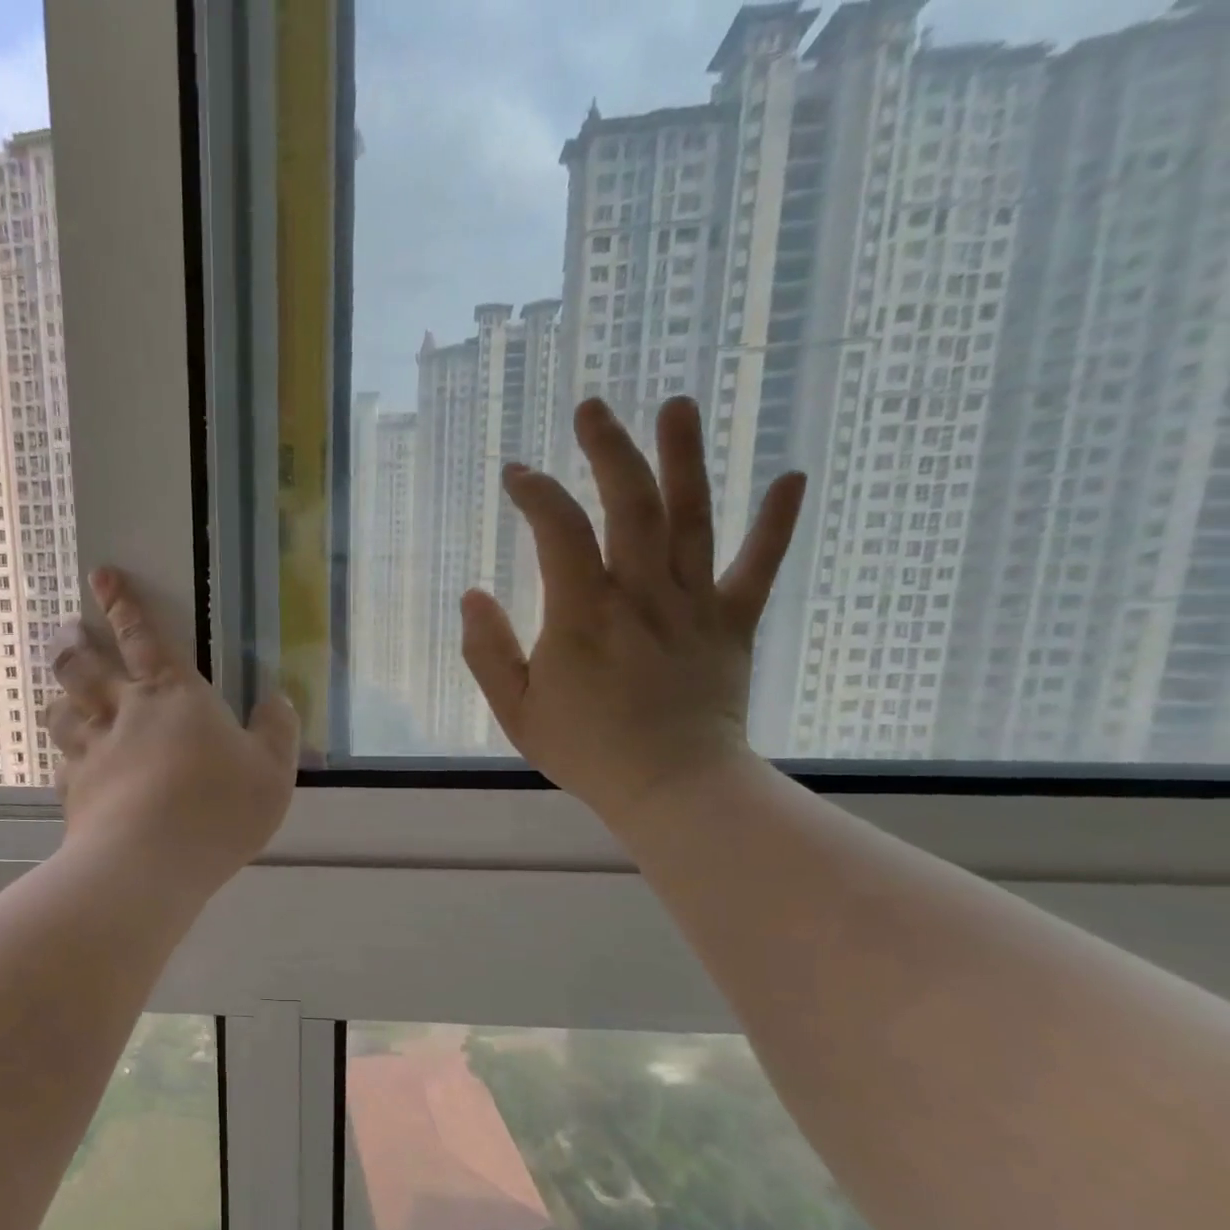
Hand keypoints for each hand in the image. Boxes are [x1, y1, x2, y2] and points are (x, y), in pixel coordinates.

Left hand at [44, 568, 299, 892]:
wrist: (149, 863)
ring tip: (60, 693)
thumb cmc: (218, 807)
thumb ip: (277, 730)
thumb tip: (278, 700)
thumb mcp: (272, 770)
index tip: (101, 575)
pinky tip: (67, 763)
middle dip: (74, 643)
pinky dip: (63, 756)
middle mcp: (124, 712)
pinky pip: (61, 763)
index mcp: (173, 695)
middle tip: (66, 631)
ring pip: (62, 710)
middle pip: (85, 667)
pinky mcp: (74, 791)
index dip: (122, 603)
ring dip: (60, 695)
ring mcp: (92, 751)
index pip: (142, 636)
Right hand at [461, 397, 804, 832]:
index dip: (535, 492)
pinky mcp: (731, 622)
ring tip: (675, 406)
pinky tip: (792, 478)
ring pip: (691, 518)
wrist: (672, 787)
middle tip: (593, 408)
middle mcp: (640, 594)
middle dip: (608, 450)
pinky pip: (758, 566)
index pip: (558, 531)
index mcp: (583, 614)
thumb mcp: (516, 710)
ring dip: (683, 459)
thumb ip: (488, 651)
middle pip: (629, 504)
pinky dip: (776, 524)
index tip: (517, 474)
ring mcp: (692, 604)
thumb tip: (473, 595)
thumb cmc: (587, 751)